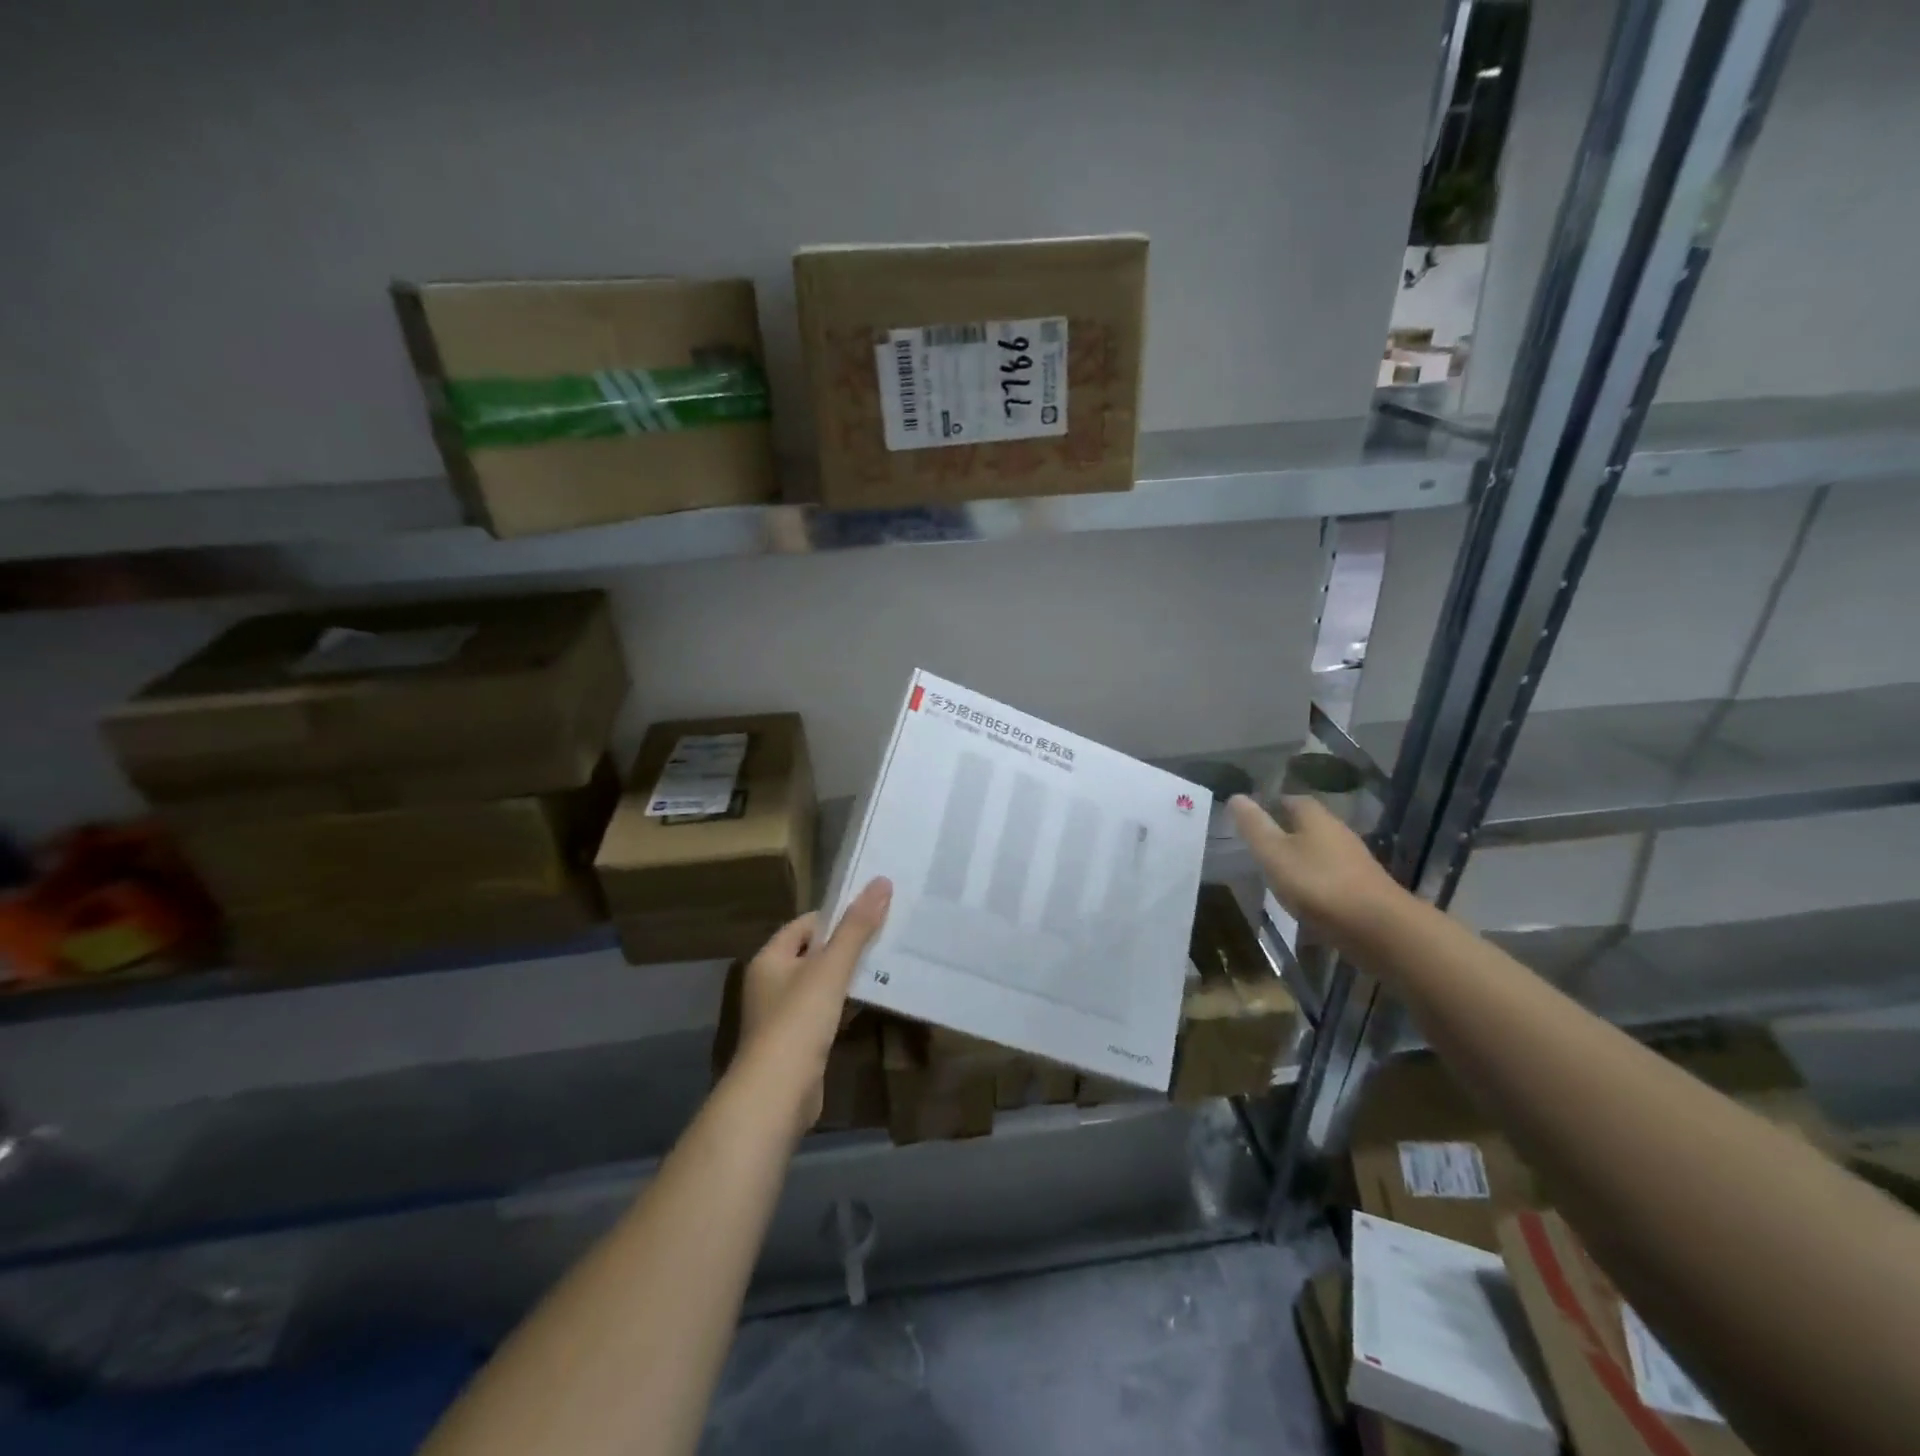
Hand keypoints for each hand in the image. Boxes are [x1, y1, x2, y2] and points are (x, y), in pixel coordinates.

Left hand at [736, 878, 892, 1133]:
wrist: (777, 1094)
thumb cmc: (798, 1020)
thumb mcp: (831, 968)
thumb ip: (856, 927)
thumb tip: (881, 882)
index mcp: (770, 958)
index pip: (805, 924)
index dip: (837, 916)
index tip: (872, 911)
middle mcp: (771, 982)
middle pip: (813, 953)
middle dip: (847, 945)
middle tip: (886, 934)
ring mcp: (783, 1015)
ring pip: (821, 984)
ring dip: (848, 976)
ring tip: (886, 963)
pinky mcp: (797, 1042)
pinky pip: (824, 1012)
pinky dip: (844, 1005)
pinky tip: (870, 1002)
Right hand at [1230, 794, 1401, 948]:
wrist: (1378, 928)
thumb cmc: (1318, 884)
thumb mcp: (1274, 854)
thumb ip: (1254, 827)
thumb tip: (1236, 796)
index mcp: (1316, 818)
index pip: (1293, 800)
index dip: (1273, 804)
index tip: (1255, 816)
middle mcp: (1338, 832)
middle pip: (1310, 824)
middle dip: (1288, 831)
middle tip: (1262, 844)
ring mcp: (1354, 861)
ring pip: (1322, 850)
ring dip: (1303, 857)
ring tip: (1279, 871)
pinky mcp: (1363, 888)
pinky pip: (1332, 875)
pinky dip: (1316, 880)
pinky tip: (1304, 896)